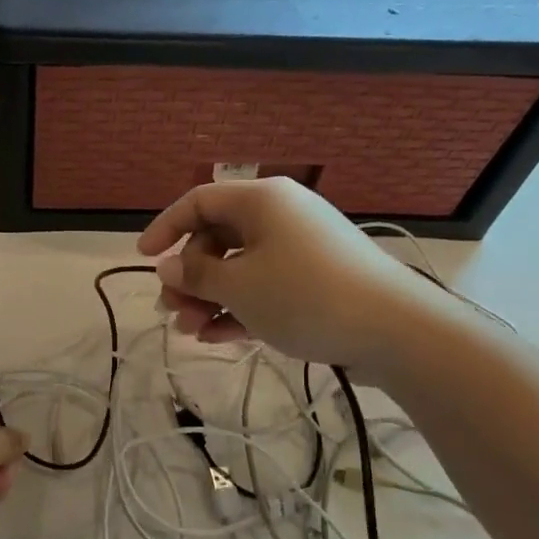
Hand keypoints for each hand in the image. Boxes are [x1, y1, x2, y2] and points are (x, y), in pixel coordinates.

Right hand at [137, 178, 452, 380]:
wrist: (394, 330)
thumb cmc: (305, 295)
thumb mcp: (239, 287)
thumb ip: (195, 276)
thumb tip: (166, 267)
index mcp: (261, 201)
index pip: (199, 202)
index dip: (166, 228)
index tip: (144, 259)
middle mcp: (280, 217)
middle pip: (217, 238)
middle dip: (189, 277)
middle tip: (172, 311)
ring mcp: (300, 249)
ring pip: (239, 267)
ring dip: (209, 298)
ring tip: (189, 332)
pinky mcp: (315, 280)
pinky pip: (264, 286)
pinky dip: (239, 308)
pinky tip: (215, 338)